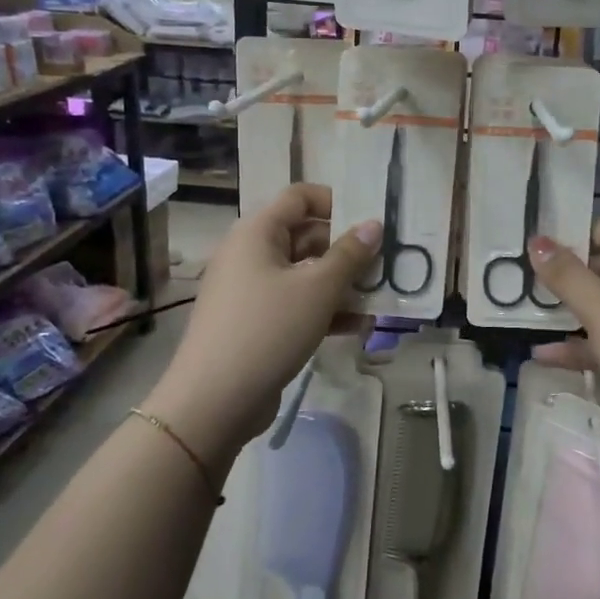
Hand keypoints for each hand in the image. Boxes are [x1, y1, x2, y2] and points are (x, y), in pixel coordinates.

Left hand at [144, 184, 380, 471]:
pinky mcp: (256, 323)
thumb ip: (350, 254)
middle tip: (385, 261)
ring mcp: (251, 290)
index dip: (336, 202)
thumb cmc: (268, 329)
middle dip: (346, 248)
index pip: (299, 197)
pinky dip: (325, 310)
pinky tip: (360, 326)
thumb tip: (374, 224)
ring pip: (304, 273)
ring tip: (380, 295)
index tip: (370, 220)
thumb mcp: (318, 289)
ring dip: (341, 283)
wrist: (214, 401)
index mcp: (257, 232)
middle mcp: (251, 254)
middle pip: (305, 235)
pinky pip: (296, 304)